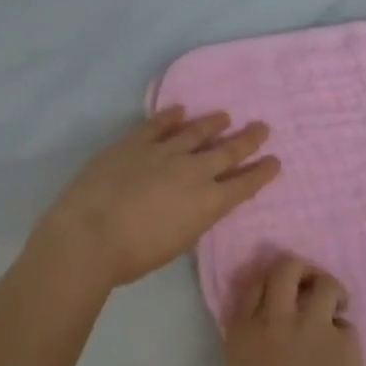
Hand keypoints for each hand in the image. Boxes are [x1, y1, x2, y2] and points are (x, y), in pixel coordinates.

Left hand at [32, 106, 280, 292]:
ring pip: (195, 131)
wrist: (90, 235)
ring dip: (212, 123)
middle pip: (227, 151)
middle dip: (248, 140)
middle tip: (263, 127)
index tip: (275, 161)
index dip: (262, 172)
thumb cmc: (134, 255)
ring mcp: (163, 152)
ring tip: (224, 116)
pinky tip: (180, 110)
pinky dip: (170, 116)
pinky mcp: (134, 142)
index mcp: (208, 202)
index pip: (244, 184)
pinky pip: (158, 124)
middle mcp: (193, 171)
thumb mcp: (178, 242)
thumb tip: (197, 202)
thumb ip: (193, 218)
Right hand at [224, 253, 365, 365]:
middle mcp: (274, 320)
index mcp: (242, 335)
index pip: (252, 284)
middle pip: (286, 267)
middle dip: (301, 269)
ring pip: (324, 283)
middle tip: (310, 285)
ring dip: (331, 292)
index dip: (268, 283)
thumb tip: (268, 332)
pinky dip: (344, 335)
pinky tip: (344, 358)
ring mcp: (311, 326)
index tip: (280, 293)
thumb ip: (252, 348)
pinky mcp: (344, 338)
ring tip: (336, 309)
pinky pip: (345, 324)